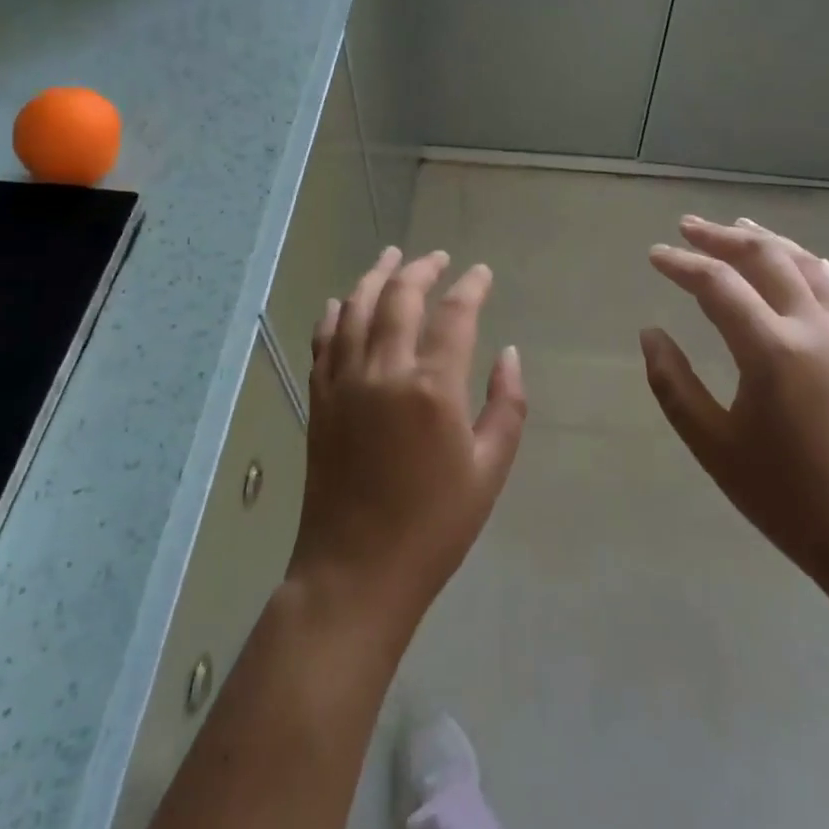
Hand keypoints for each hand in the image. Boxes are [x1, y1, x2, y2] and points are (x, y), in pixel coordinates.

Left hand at [287, 247, 526, 633]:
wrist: (356, 572)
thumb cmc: (434, 527)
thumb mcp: (489, 471)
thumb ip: (506, 406)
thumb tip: (508, 354)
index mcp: (432, 388)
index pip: (454, 314)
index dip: (470, 286)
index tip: (481, 272)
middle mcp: (384, 371)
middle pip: (399, 297)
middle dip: (421, 269)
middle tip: (437, 257)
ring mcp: (344, 381)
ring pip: (355, 308)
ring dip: (375, 276)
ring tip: (391, 256)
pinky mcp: (319, 398)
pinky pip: (323, 340)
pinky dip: (334, 313)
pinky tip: (340, 301)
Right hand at [642, 216, 828, 600]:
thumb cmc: (788, 498)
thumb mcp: (714, 445)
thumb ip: (674, 384)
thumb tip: (651, 334)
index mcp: (772, 350)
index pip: (718, 284)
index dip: (682, 264)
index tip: (654, 254)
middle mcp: (812, 328)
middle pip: (764, 257)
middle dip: (722, 236)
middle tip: (688, 226)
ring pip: (803, 264)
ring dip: (766, 240)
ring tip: (738, 225)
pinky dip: (805, 263)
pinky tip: (799, 261)